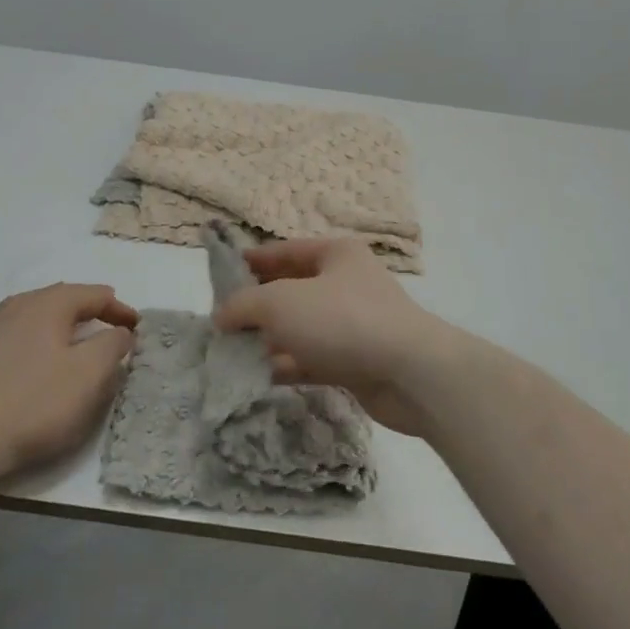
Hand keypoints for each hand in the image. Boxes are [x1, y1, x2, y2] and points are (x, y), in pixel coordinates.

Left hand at [0, 283, 138, 480]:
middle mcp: (17, 305)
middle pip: (64, 300)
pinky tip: (35, 363)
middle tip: (110, 332)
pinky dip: (36, 342)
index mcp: (49, 303)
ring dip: (61, 327)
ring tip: (75, 346)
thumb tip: (120, 331)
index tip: (137, 330)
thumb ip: (112, 345)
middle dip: (91, 313)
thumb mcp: (89, 375)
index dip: (121, 310)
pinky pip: (15, 336)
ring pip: (36, 316)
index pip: (95, 295)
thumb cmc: (33, 403)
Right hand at [212, 238, 463, 434]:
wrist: (411, 373)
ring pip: (299, 328)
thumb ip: (244, 305)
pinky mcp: (355, 361)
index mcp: (334, 254)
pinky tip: (256, 377)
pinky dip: (286, 365)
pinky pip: (311, 359)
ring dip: (267, 340)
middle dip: (255, 307)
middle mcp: (344, 284)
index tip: (218, 278)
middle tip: (219, 323)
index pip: (283, 251)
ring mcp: (351, 324)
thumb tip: (220, 316)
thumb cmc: (342, 320)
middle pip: (290, 290)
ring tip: (229, 353)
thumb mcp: (281, 302)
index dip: (249, 262)